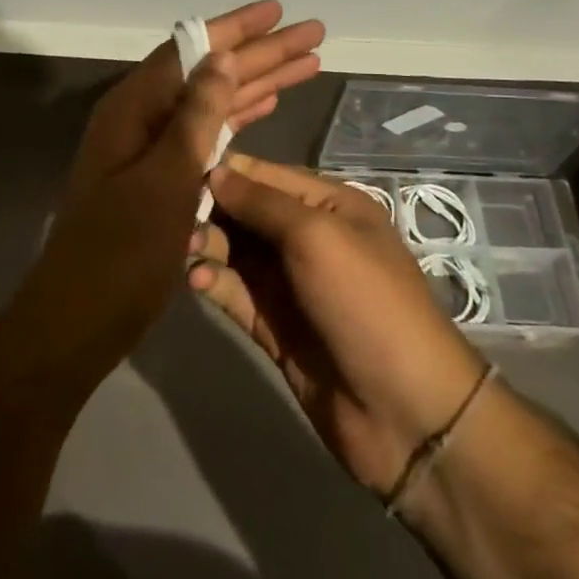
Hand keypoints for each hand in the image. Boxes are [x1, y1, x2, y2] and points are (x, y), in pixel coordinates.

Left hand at [16, 2, 325, 388]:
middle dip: (260, 54)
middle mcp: (142, 120)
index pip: (190, 51)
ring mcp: (153, 150)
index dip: (236, 29)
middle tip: (312, 35)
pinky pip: (209, 135)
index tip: (278, 11)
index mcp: (133, 110)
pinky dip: (240, 118)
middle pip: (208, 73)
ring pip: (214, 103)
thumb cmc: (121, 252)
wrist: (82, 318)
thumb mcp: (165, 180)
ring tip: (306, 64)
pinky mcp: (165, 178)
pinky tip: (268, 106)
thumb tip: (220, 57)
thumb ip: (195, 118)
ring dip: (258, 83)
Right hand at [189, 155, 489, 493]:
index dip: (224, 171)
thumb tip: (214, 171)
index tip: (176, 167)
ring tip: (185, 251)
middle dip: (210, 209)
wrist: (405, 412)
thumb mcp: (316, 236)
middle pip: (245, 211)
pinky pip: (233, 292)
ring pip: (234, 251)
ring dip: (206, 245)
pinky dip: (212, 282)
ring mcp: (289, 283)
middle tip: (174, 217)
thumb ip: (261, 201)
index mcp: (328, 205)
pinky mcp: (272, 325)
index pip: (265, 174)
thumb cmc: (365, 303)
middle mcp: (307, 237)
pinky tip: (197, 282)